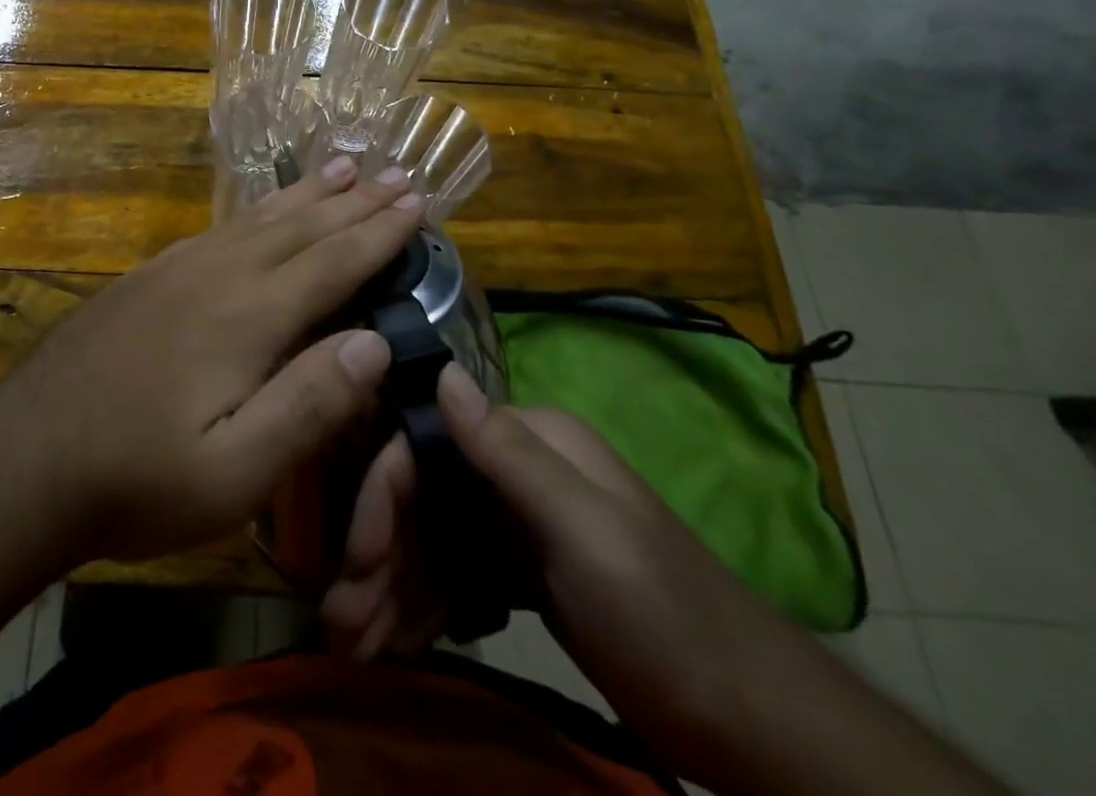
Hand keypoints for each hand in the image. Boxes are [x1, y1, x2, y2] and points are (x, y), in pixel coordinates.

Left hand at [0, 155, 423, 566]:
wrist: (26, 456)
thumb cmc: (137, 478)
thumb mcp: (233, 472)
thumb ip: (308, 404)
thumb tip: (375, 343)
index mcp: (247, 317)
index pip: (332, 263)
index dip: (378, 234)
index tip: (416, 203)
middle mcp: (217, 275)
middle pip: (300, 228)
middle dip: (353, 202)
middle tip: (395, 173)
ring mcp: (177, 270)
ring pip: (258, 219)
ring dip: (307, 195)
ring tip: (341, 168)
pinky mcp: (149, 277)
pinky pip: (219, 228)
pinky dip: (256, 211)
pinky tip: (261, 212)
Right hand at [324, 366, 809, 750]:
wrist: (752, 725)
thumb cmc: (665, 617)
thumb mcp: (586, 532)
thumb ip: (509, 452)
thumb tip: (440, 369)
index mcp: (529, 441)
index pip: (426, 446)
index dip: (383, 498)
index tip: (356, 563)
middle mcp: (514, 469)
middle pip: (423, 498)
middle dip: (379, 559)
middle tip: (342, 627)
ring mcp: (516, 520)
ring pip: (432, 542)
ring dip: (392, 589)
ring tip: (356, 648)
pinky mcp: (521, 568)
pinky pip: (454, 576)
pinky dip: (423, 606)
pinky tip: (396, 642)